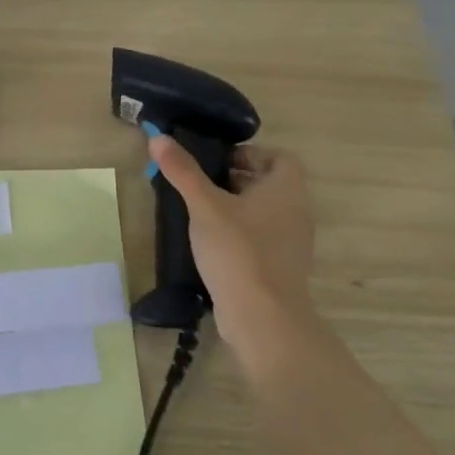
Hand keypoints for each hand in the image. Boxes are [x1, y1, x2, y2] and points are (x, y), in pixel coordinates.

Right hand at [147, 136, 315, 345]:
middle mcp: (296, 212)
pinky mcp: (281, 268)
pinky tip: (211, 243)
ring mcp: (291, 243)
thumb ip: (182, 171)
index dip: (250, 154)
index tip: (217, 162)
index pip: (280, 157)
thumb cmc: (238, 250)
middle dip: (236, 179)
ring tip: (200, 211)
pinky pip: (261, 238)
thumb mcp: (204, 205)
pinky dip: (240, 233)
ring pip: (264, 212)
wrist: (262, 317)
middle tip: (200, 183)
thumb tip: (158, 137)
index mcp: (286, 189)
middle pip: (269, 184)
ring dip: (236, 207)